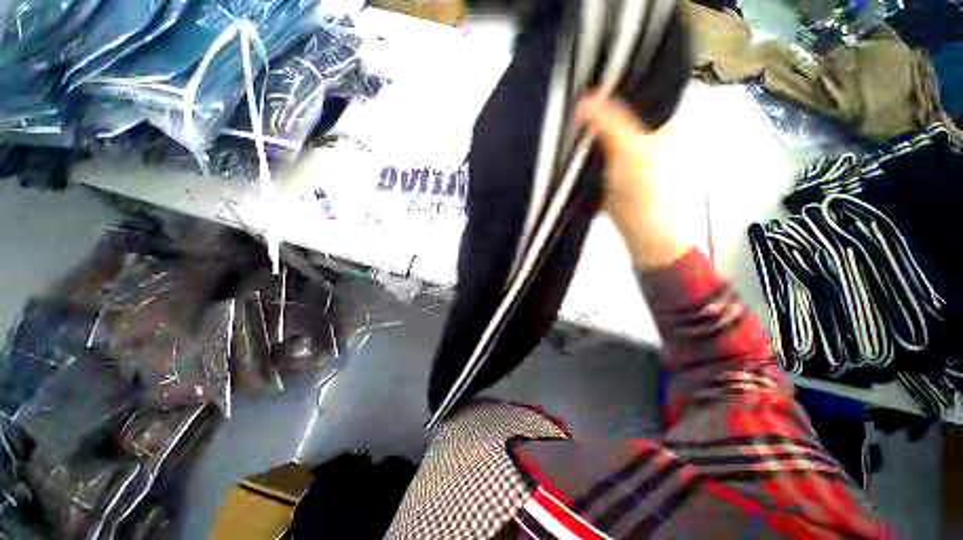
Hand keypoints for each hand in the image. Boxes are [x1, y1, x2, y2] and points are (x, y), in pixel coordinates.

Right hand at [578, 92, 691, 268]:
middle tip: (573, 93)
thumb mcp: (629, 151)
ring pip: (607, 128)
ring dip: (590, 124)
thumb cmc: (644, 189)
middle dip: (597, 103)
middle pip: (620, 108)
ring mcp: (629, 148)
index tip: (588, 73)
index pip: (638, 87)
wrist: (641, 228)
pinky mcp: (614, 166)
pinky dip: (587, 144)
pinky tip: (573, 138)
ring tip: (569, 112)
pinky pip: (599, 148)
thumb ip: (609, 123)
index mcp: (661, 118)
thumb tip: (583, 99)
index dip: (615, 79)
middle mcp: (647, 129)